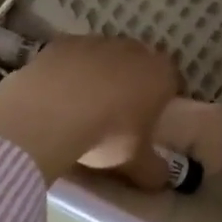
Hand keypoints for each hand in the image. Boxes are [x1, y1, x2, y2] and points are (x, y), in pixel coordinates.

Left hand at [0, 36, 179, 187]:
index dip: (162, 99)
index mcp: (159, 74)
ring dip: (98, 75)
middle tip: (117, 114)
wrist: (49, 114)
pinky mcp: (63, 42)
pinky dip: (69, 72)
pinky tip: (57, 95)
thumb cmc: (106, 136)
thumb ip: (154, 170)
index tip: (150, 119)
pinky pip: (72, 57)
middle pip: (138, 64)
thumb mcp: (135, 163)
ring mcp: (96, 42)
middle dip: (131, 83)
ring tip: (82, 106)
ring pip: (104, 57)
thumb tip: (163, 179)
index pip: (172, 81)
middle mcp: (132, 50)